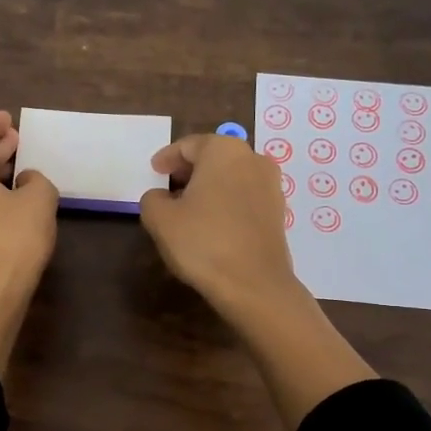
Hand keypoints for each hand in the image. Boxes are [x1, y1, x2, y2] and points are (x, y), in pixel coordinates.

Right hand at [140, 133, 299, 315]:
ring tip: (189, 207)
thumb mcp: (160, 219)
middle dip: (189, 170)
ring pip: (231, 176)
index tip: (154, 171)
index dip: (167, 158)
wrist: (254, 284)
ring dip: (209, 186)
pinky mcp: (278, 211)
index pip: (188, 145)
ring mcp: (271, 185)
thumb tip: (162, 197)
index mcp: (223, 150)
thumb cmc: (203, 242)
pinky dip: (226, 201)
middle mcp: (253, 158)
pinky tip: (212, 223)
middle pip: (213, 157)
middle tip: (169, 187)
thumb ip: (152, 199)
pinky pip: (245, 196)